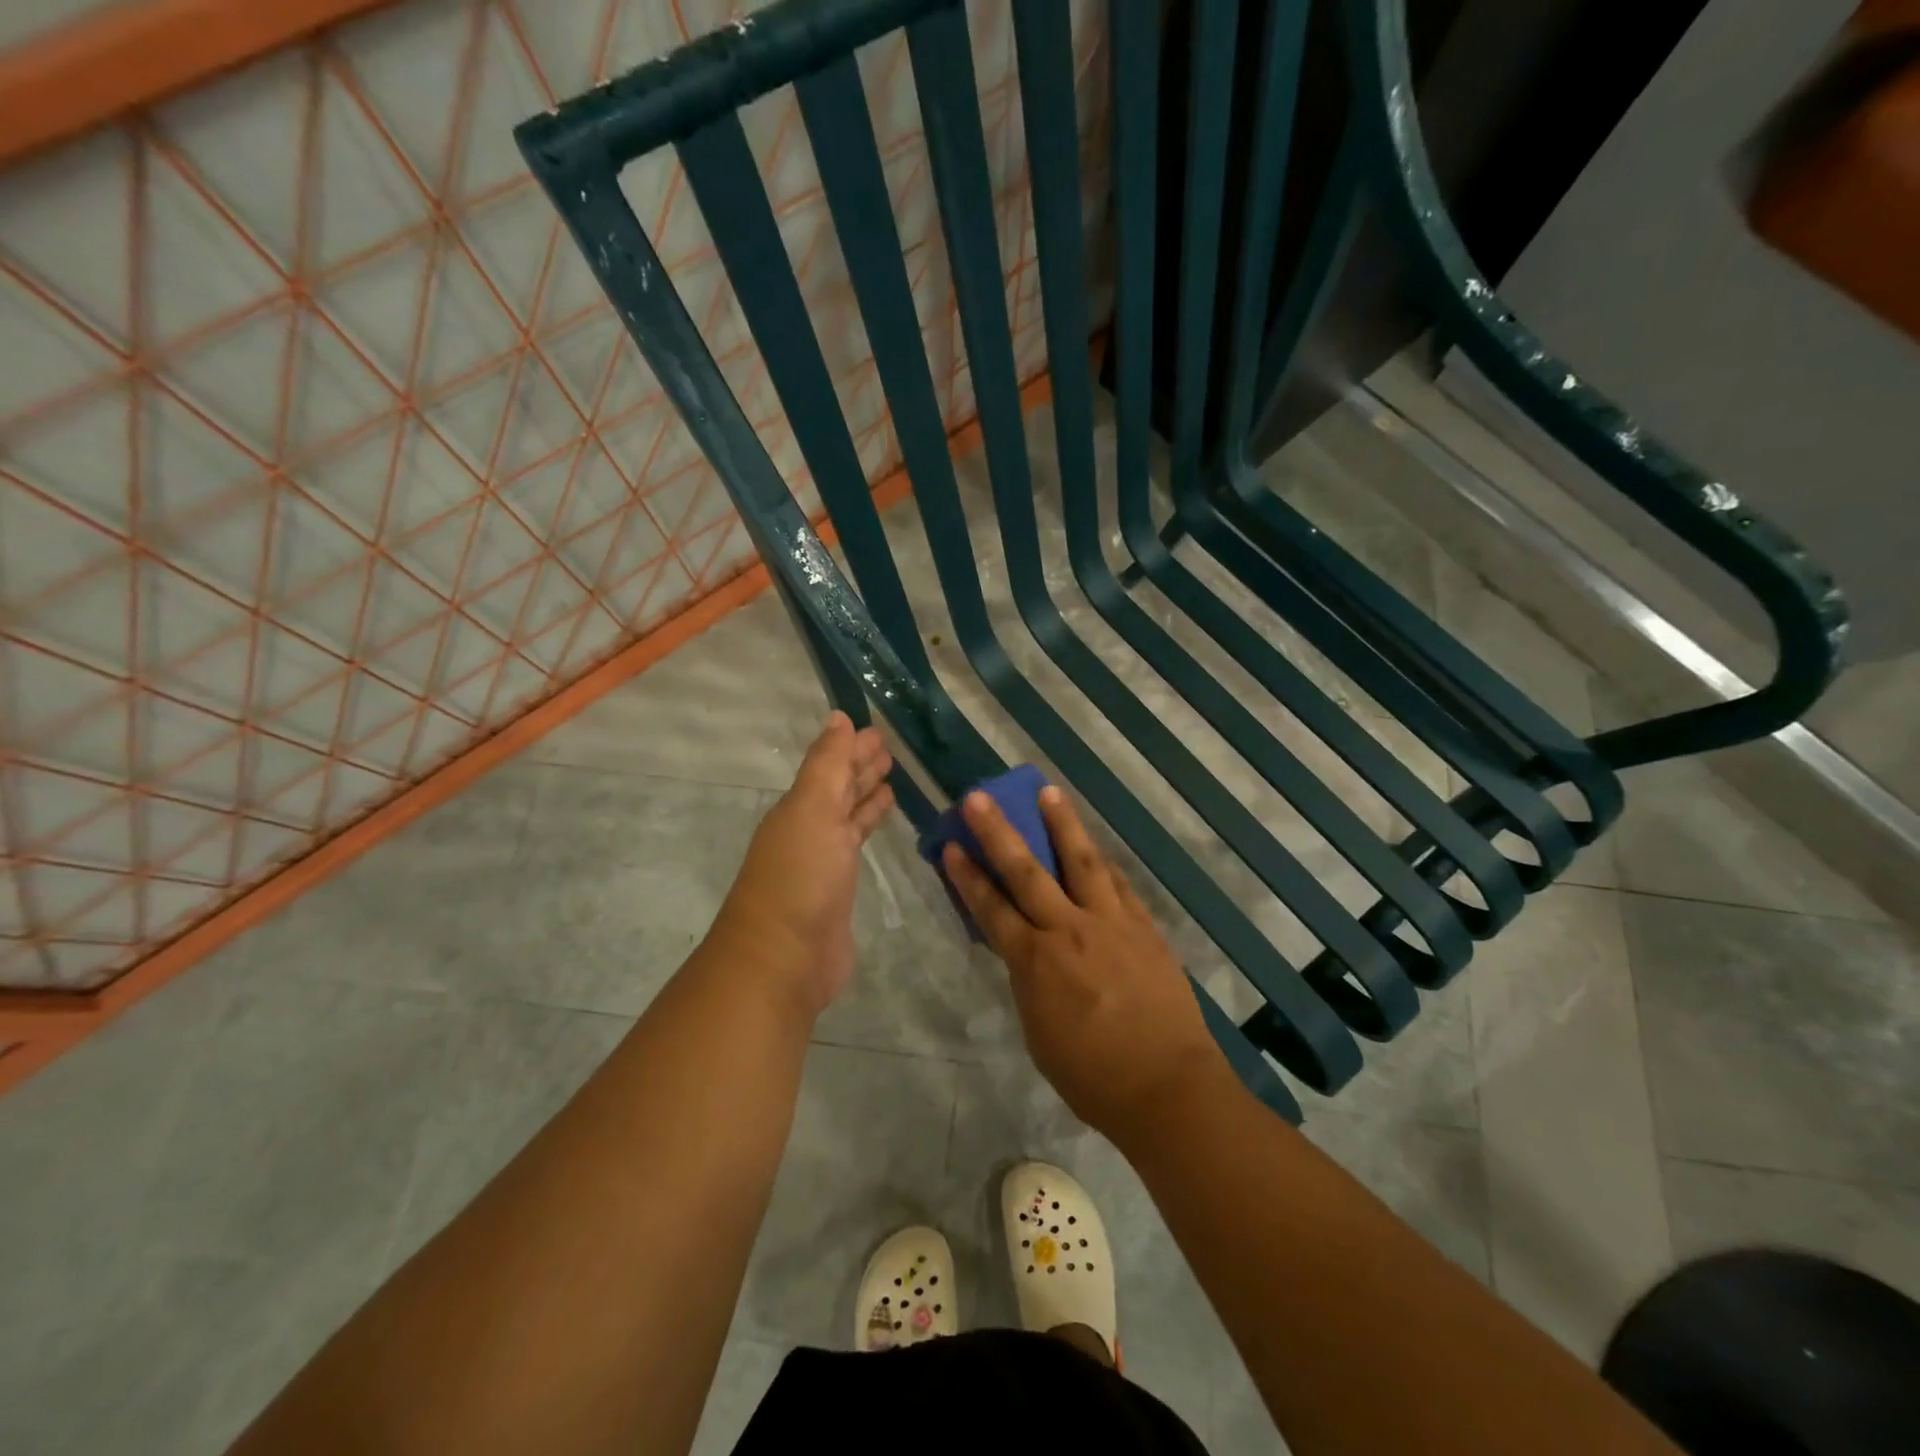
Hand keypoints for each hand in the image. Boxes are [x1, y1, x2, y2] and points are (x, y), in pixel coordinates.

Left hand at [709, 712, 893, 1016]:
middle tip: (890, 749)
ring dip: (866, 796)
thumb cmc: (800, 876)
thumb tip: (838, 717)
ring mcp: (823, 859)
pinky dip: (869, 826)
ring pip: (848, 816)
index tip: (878, 730)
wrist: (785, 958)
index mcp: (799, 807)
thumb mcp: (813, 809)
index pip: (830, 766)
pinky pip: (856, 844)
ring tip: (892, 779)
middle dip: (861, 767)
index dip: (852, 748)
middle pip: (838, 789)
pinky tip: (884, 818)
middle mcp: (809, 828)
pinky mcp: (838, 888)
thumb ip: (828, 764)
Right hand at [942, 786, 1228, 1142]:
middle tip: (979, 797)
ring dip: (1062, 824)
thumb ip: (1029, 984)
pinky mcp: (1144, 927)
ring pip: (1081, 861)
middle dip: (998, 831)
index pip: (991, 908)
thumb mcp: (1039, 1034)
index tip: (952, 845)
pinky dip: (1102, 863)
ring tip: (1048, 792)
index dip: (968, 876)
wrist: (1167, 1087)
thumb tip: (1027, 954)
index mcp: (1035, 962)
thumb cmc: (1092, 1077)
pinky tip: (1095, 846)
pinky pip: (1118, 884)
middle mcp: (1069, 930)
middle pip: (1026, 871)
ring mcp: (1111, 923)